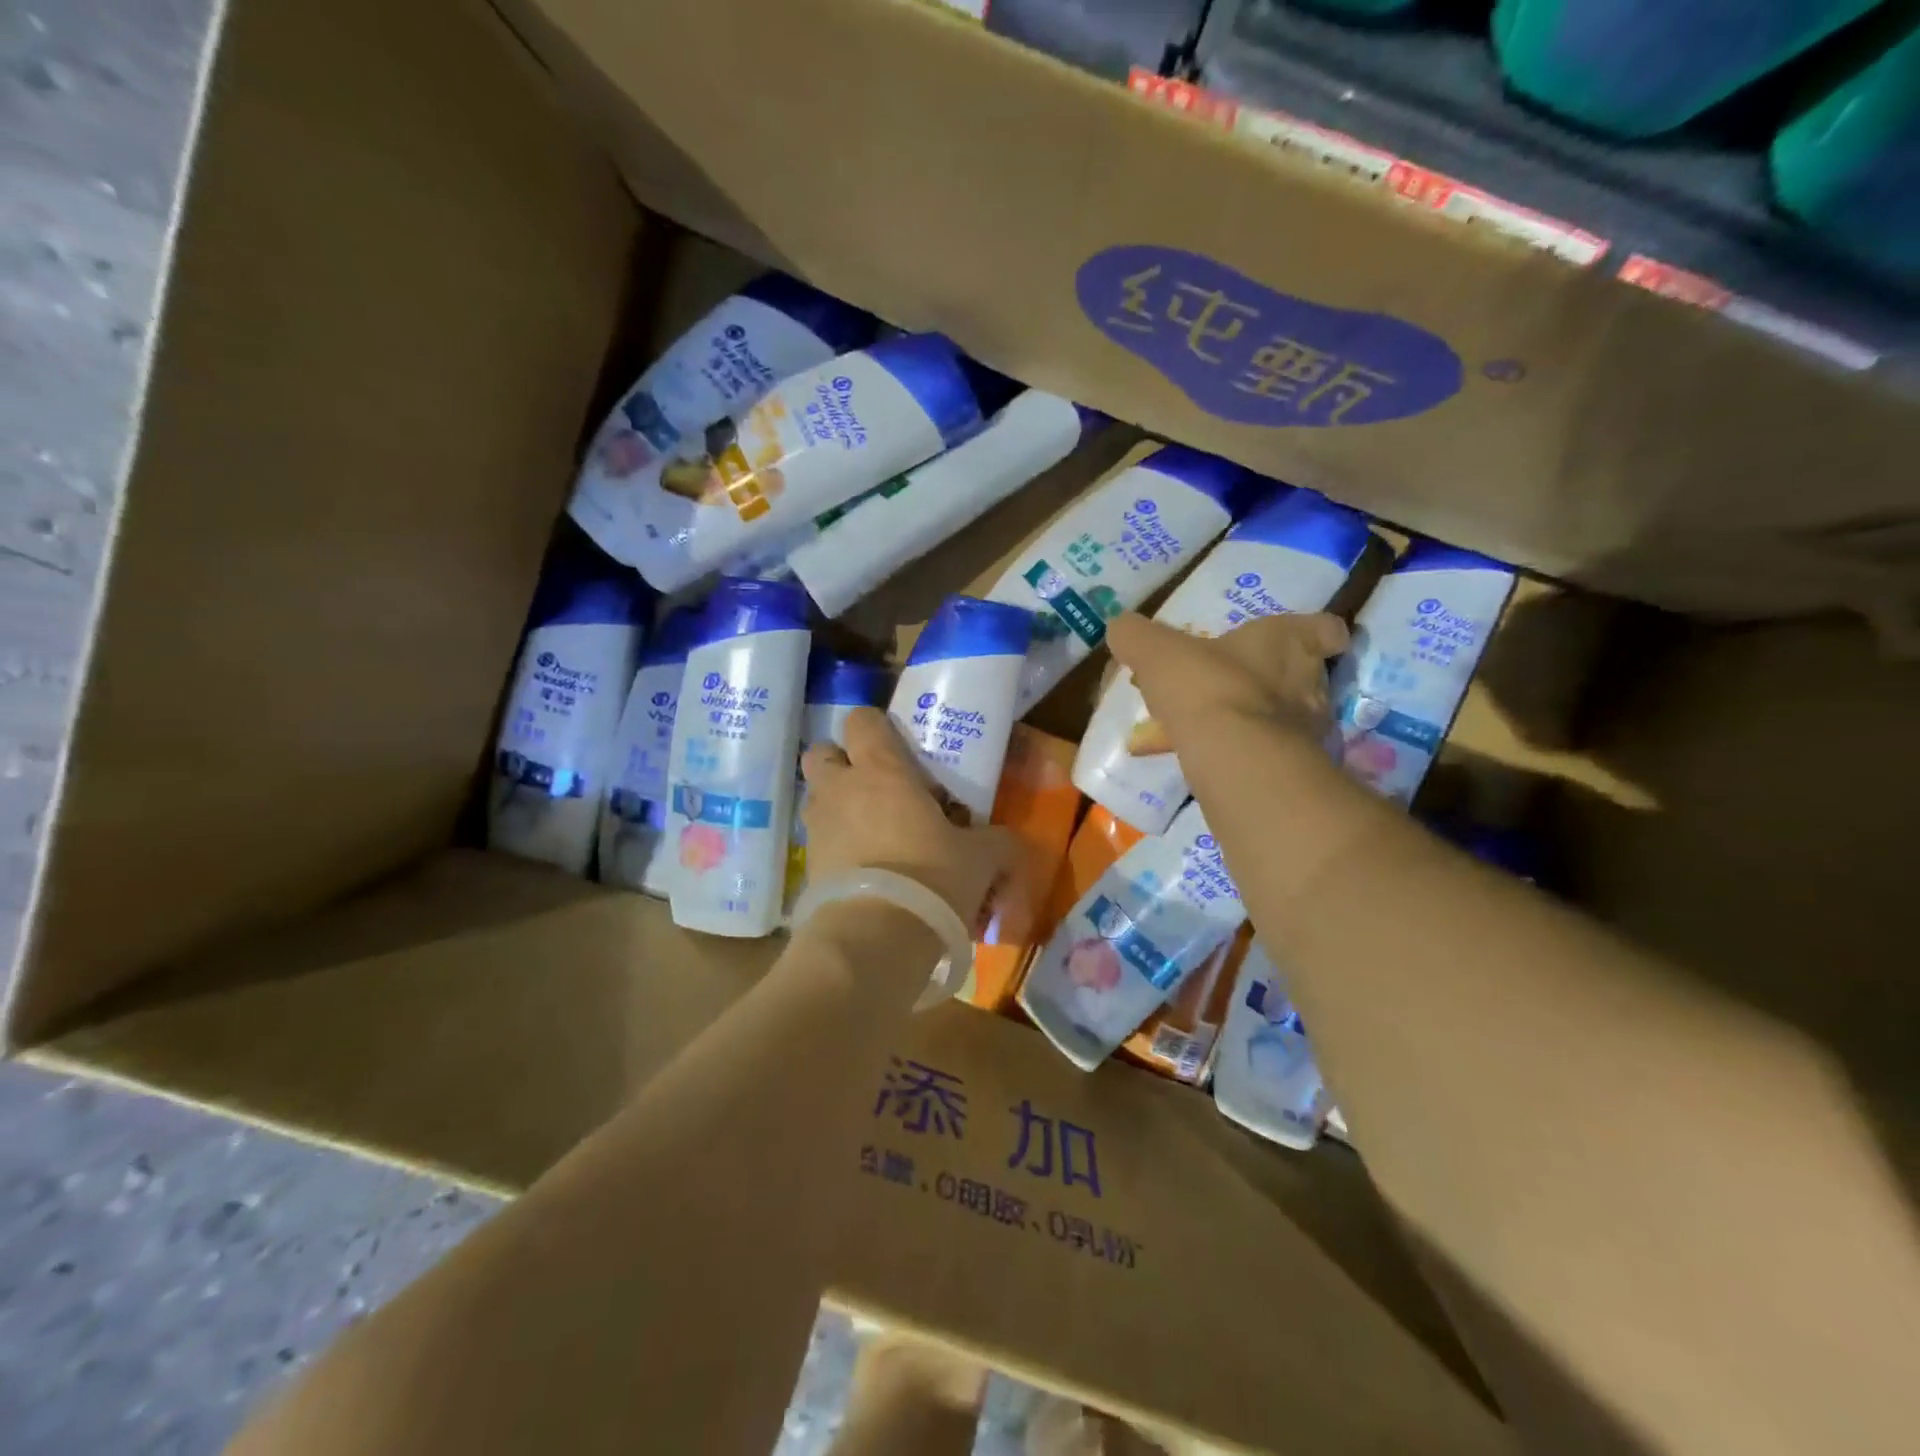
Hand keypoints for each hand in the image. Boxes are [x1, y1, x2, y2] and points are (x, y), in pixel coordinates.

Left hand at [800, 707, 1017, 931]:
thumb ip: (996, 841)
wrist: (875, 938)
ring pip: (816, 797)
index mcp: (881, 770)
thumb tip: (1007, 841)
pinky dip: (835, 846)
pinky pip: (818, 841)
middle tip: (875, 785)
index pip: (862, 719)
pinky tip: (864, 869)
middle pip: (822, 752)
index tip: (899, 747)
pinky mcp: (807, 866)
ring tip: (871, 830)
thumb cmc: (931, 877)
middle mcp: (840, 789)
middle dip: (842, 762)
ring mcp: (818, 827)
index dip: (877, 727)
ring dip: (837, 804)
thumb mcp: (981, 858)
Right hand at [1106, 610, 1349, 757]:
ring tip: (1203, 725)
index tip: (1302, 638)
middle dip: (1268, 679)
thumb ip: (1137, 636)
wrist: (1233, 758)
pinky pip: (1260, 754)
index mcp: (1288, 643)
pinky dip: (1233, 753)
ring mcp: (1305, 731)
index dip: (1316, 633)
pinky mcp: (1290, 770)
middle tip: (1232, 681)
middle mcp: (1308, 683)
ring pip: (1279, 718)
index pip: (1325, 630)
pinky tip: (1195, 758)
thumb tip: (1120, 627)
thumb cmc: (1206, 687)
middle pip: (1301, 675)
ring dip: (1248, 719)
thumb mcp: (1157, 652)